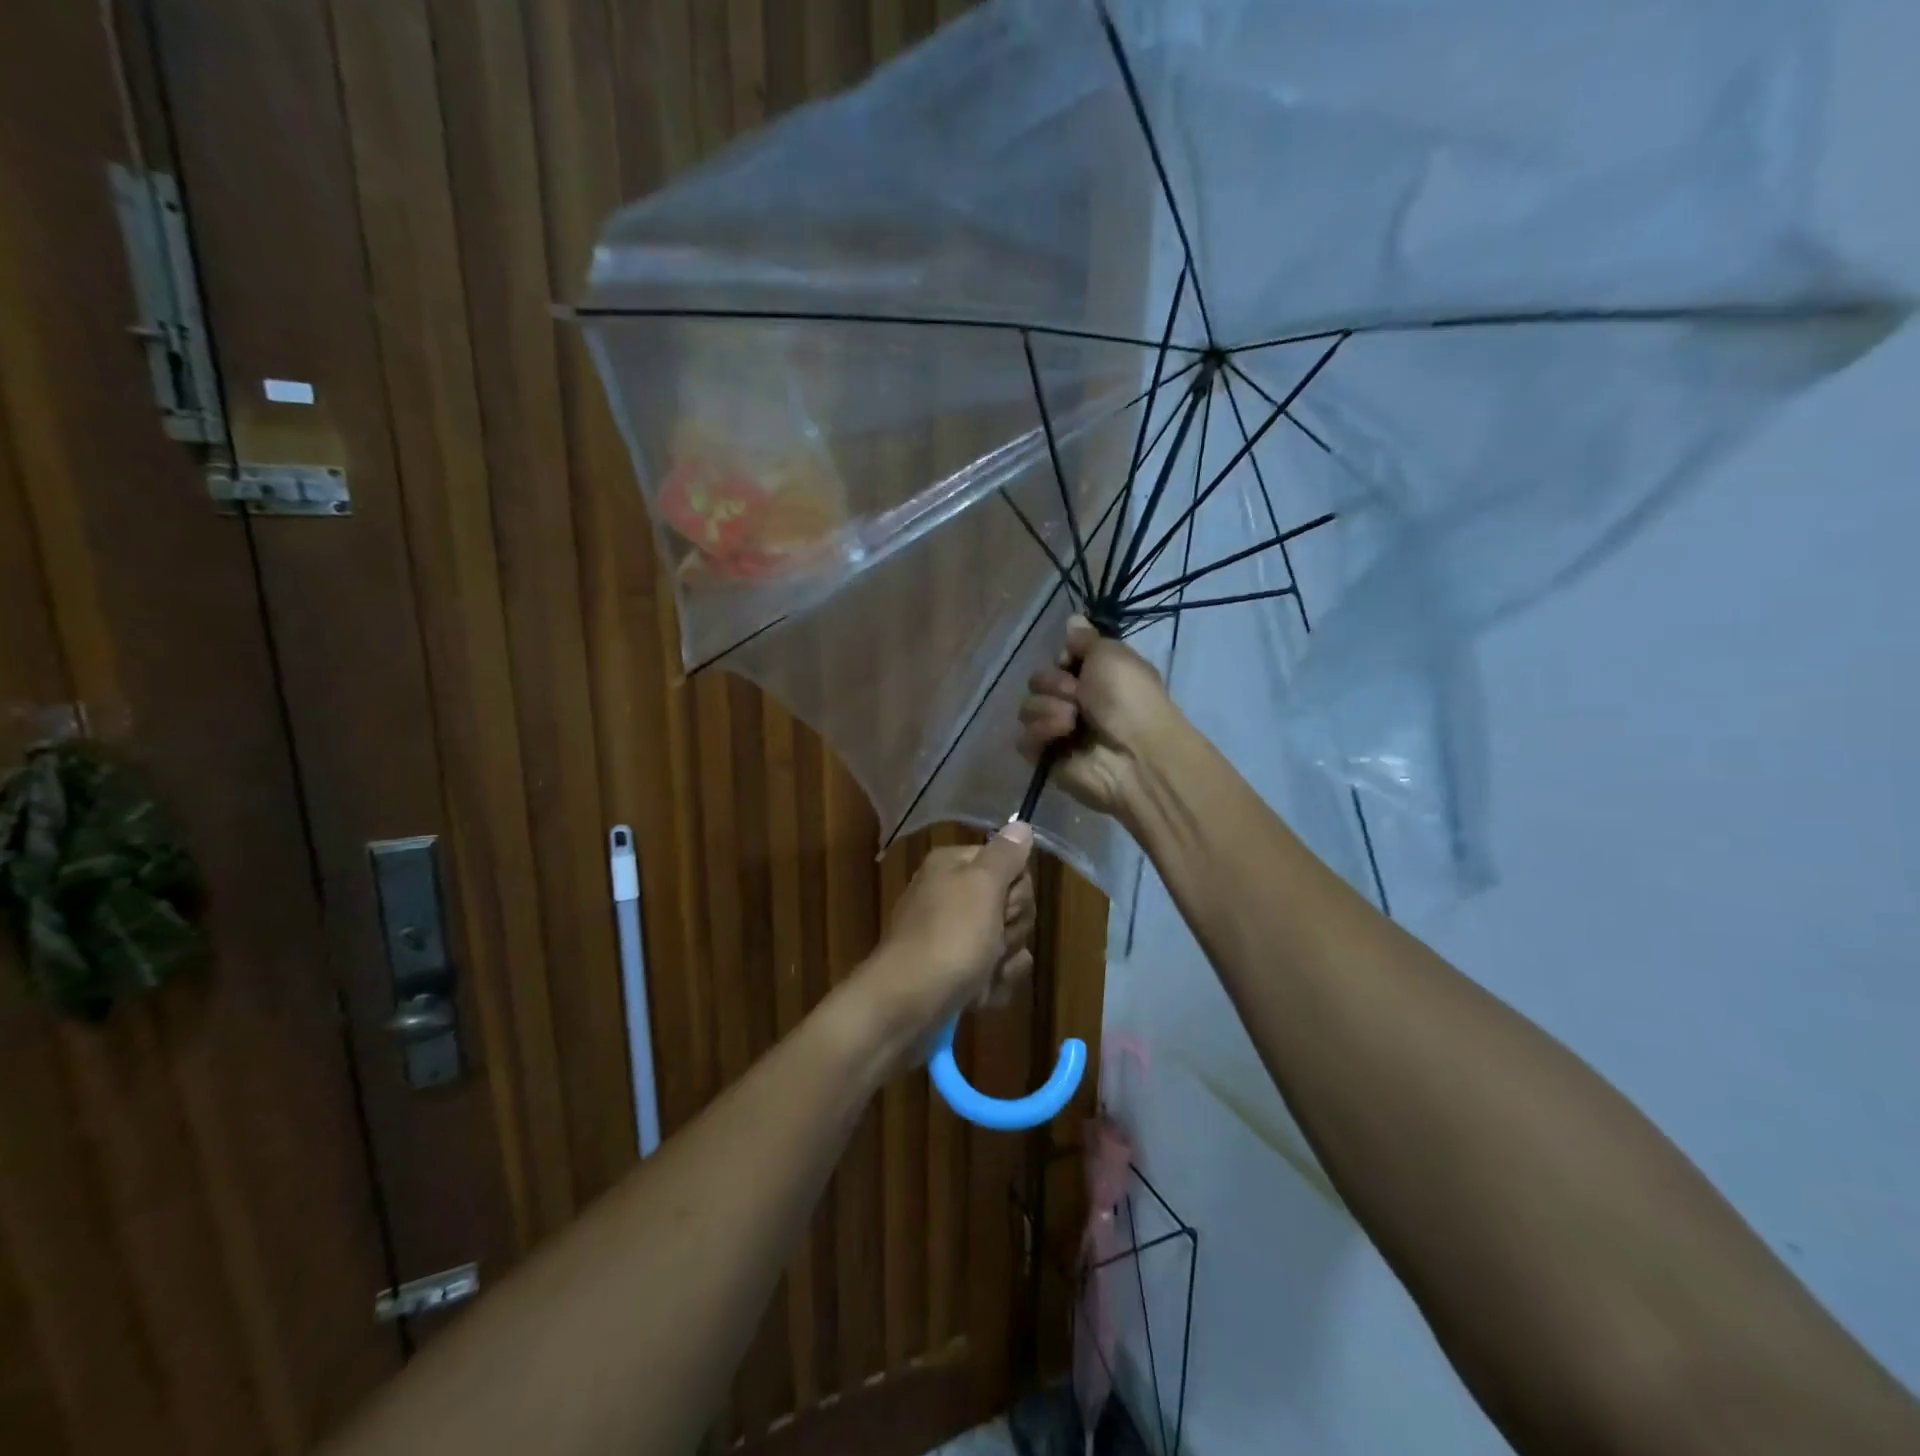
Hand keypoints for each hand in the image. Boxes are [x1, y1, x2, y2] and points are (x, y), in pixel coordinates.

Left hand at [853, 825, 1036, 1069]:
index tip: (1004, 902)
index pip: (1007, 862)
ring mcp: (953, 937)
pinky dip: (993, 984)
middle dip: (1011, 926)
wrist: (908, 1005)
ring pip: (1006, 940)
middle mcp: (951, 896)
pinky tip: (983, 992)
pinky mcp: (958, 973)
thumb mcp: (982, 886)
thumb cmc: (949, 937)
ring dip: (1004, 958)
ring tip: (983, 970)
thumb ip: (1005, 855)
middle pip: (1010, 903)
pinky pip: (995, 973)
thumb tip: (1021, 825)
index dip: (1016, 886)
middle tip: (992, 938)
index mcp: (953, 867)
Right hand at [1017, 615, 1181, 819]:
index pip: (1058, 659)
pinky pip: (1023, 738)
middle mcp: (1075, 702)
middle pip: (1038, 681)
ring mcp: (1059, 730)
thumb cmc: (1128, 698)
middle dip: (1053, 684)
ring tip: (1073, 721)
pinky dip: (1041, 733)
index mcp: (1095, 677)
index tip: (1072, 662)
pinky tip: (1062, 735)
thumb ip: (1086, 639)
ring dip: (1049, 709)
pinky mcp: (1045, 756)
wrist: (1133, 754)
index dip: (1062, 659)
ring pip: (1028, 707)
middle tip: (1077, 695)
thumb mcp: (1112, 655)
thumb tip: (1073, 619)